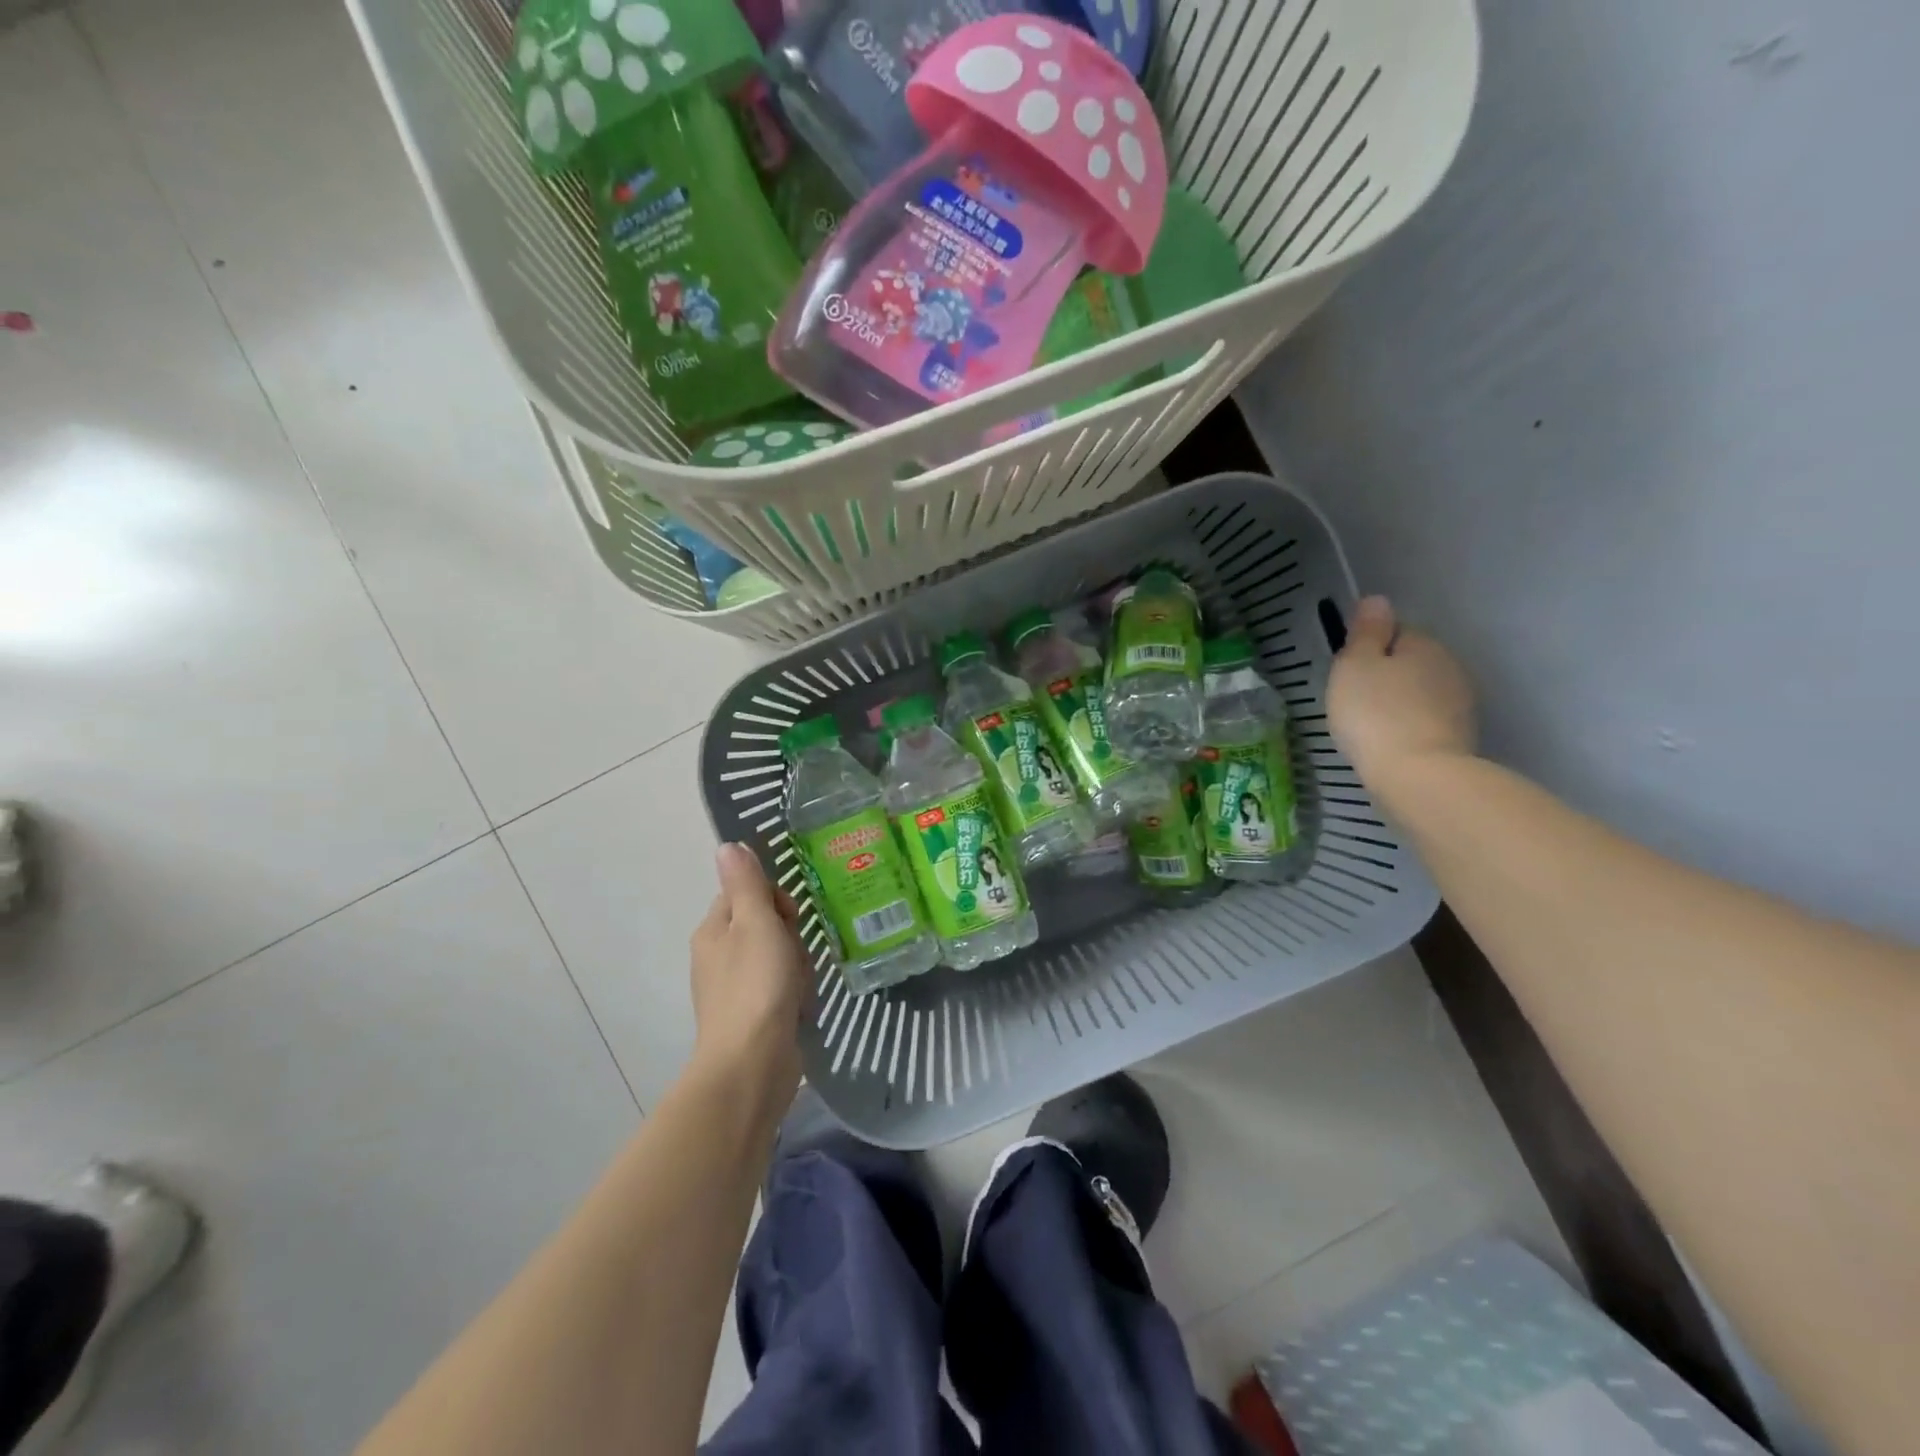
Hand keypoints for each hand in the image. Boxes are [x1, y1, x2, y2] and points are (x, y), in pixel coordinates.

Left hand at [689, 845, 808, 1099]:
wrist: (752, 1064)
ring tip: (802, 984)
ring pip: (778, 957)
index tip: (788, 916)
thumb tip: (727, 845)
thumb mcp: (755, 922)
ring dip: (797, 966)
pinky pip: (781, 988)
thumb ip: (746, 883)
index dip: (773, 899)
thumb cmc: (756, 985)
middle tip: (796, 954)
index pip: (745, 893)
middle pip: (764, 925)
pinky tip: (802, 1005)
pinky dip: (795, 993)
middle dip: (790, 935)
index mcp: (713, 930)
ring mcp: (735, 989)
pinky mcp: (753, 1017)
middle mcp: (718, 956)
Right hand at [1328, 596, 1477, 791]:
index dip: (1368, 649)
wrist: (1417, 775)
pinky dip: (1409, 727)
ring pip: (1421, 692)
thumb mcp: (1355, 665)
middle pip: (1410, 662)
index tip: (1348, 672)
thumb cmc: (1375, 713)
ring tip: (1371, 726)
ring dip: (1399, 702)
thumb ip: (1366, 632)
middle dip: (1387, 676)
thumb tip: (1377, 600)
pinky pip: (1426, 721)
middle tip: (1354, 700)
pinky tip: (1390, 743)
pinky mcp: (1460, 737)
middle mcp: (1450, 667)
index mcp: (1424, 644)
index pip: (1395, 631)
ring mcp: (1461, 704)